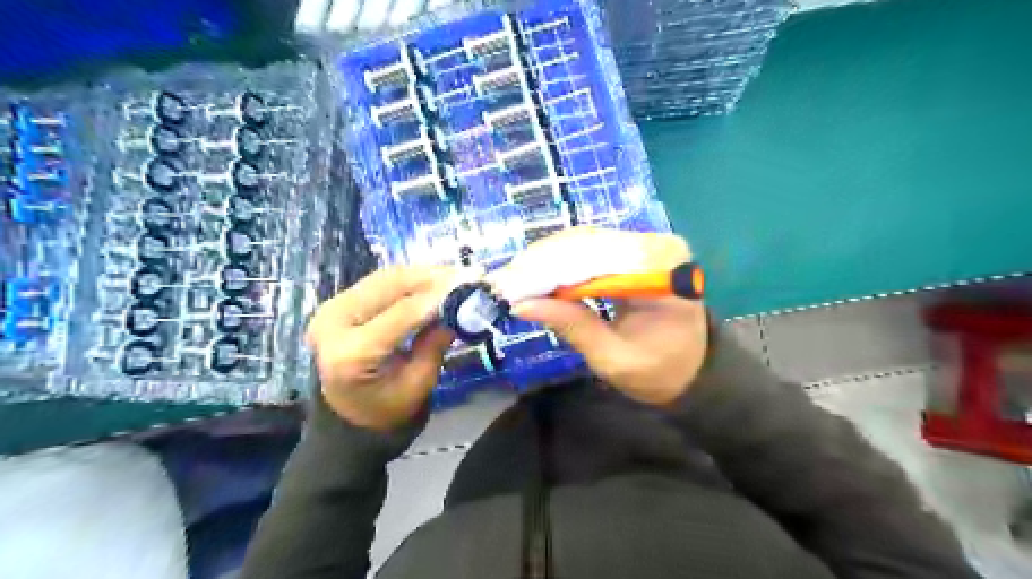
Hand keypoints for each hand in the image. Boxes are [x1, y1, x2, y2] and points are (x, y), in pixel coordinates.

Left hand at [306, 267, 459, 429]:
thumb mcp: (417, 384)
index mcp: (350, 354)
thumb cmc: (386, 409)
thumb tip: (460, 310)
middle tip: (466, 274)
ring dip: (423, 273)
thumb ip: (435, 345)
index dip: (436, 298)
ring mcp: (333, 309)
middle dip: (431, 277)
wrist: (347, 415)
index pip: (400, 314)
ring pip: (385, 277)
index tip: (468, 286)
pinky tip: (434, 279)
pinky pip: (380, 282)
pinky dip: (410, 278)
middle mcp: (333, 324)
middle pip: (389, 286)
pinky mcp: (340, 302)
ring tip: (455, 274)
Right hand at [499, 229, 709, 403]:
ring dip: (546, 260)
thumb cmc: (660, 371)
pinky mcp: (635, 250)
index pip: (597, 257)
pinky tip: (537, 276)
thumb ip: (573, 327)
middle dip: (542, 262)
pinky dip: (561, 262)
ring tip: (514, 280)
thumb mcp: (614, 359)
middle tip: (504, 282)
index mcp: (662, 270)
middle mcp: (657, 245)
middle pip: (587, 242)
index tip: (512, 285)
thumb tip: (521, 306)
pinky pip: (590, 248)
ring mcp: (646, 243)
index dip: (550, 269)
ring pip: (583, 241)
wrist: (693, 369)